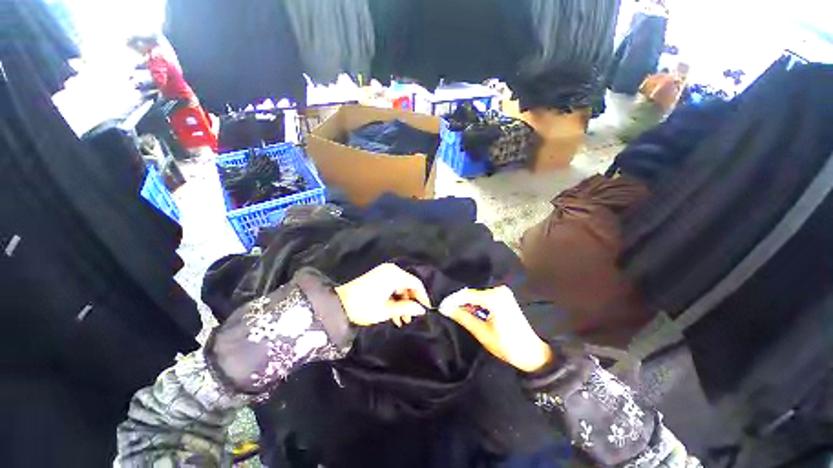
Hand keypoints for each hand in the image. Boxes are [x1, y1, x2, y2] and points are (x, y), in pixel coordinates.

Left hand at [335, 263, 430, 326]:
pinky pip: (391, 286)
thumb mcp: (387, 310)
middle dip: (410, 302)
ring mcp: (383, 273)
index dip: (423, 296)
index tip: (426, 309)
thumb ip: (407, 308)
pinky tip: (393, 314)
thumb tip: (422, 309)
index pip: (416, 283)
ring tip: (401, 321)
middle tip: (410, 319)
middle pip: (408, 285)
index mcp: (394, 275)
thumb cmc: (364, 307)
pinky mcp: (377, 277)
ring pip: (400, 287)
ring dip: (402, 303)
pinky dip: (394, 299)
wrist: (338, 304)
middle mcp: (390, 270)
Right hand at [439, 286, 552, 372]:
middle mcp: (498, 290)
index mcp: (494, 298)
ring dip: (466, 302)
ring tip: (453, 309)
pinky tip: (467, 309)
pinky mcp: (503, 296)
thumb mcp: (482, 333)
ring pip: (476, 294)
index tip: (440, 305)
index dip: (452, 300)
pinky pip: (483, 296)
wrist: (533, 353)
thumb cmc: (508, 346)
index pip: (466, 294)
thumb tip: (445, 308)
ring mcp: (502, 292)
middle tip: (446, 308)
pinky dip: (474, 302)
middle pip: (471, 292)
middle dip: (458, 300)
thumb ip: (463, 317)